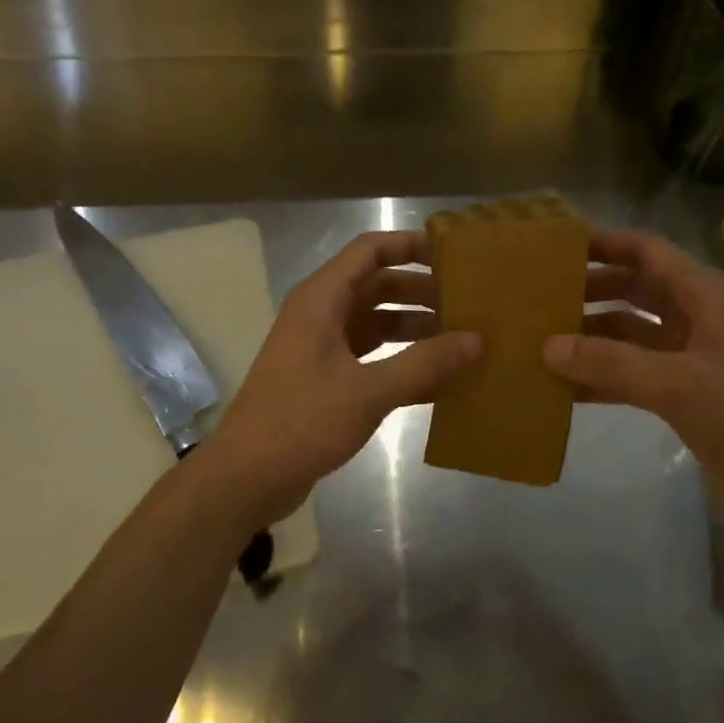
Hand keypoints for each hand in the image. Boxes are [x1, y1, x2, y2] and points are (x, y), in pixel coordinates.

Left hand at [207, 230, 480, 522]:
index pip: (369, 251)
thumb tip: (476, 340)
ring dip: (415, 329)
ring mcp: (321, 349)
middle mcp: (320, 316)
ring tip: (462, 340)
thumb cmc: (302, 422)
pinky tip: (438, 381)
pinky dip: (401, 362)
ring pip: (376, 324)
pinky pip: (371, 359)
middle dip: (421, 292)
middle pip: (377, 287)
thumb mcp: (369, 391)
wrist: (246, 477)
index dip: (410, 245)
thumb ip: (424, 363)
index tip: (454, 255)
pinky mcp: (325, 381)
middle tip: (469, 303)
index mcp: (321, 300)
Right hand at [544, 228, 723, 498]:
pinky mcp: (678, 391)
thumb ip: (612, 363)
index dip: (605, 243)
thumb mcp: (677, 382)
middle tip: (538, 298)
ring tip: (540, 342)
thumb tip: (548, 347)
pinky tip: (563, 388)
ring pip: (626, 334)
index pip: (646, 252)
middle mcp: (690, 317)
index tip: (558, 247)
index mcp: (700, 295)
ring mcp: (684, 356)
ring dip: (589, 338)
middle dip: (588, 291)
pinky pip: (629, 374)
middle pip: (631, 290)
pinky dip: (600, 377)